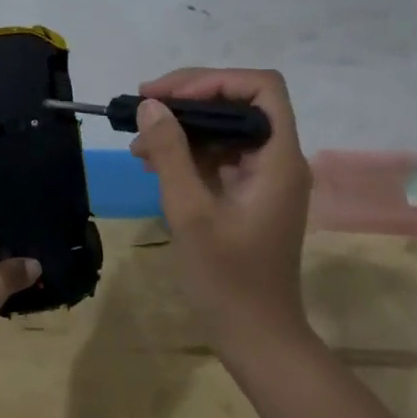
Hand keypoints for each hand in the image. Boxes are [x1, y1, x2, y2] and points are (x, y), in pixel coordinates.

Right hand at [128, 68, 311, 344]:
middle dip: (189, 101)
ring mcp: (265, 180)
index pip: (260, 88)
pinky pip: (221, 160)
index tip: (165, 95)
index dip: (213, 80)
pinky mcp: (250, 198)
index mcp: (278, 159)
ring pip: (226, 132)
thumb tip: (152, 106)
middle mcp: (278, 161)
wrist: (256, 337)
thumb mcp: (191, 213)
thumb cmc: (227, 279)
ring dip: (183, 129)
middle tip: (142, 108)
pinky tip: (154, 164)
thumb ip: (171, 154)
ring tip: (138, 143)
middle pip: (240, 105)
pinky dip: (189, 155)